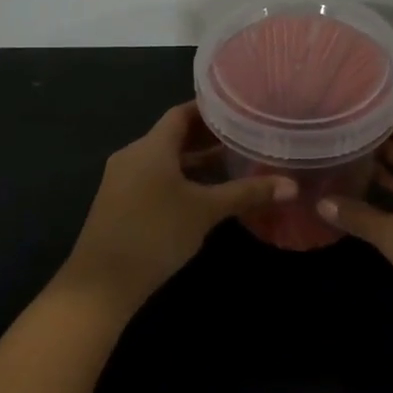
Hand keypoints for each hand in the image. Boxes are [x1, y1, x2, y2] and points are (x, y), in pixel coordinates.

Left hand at [62, 103, 296, 313]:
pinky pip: (154, 177)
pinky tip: (202, 193)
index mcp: (152, 146)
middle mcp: (134, 154)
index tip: (239, 109)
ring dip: (194, 159)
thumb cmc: (155, 234)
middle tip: (243, 136)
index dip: (210, 110)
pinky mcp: (120, 202)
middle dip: (207, 136)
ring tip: (230, 162)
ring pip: (164, 158)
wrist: (100, 284)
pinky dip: (179, 177)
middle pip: (173, 135)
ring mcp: (123, 179)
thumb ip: (246, 194)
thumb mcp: (205, 211)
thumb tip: (291, 185)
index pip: (182, 113)